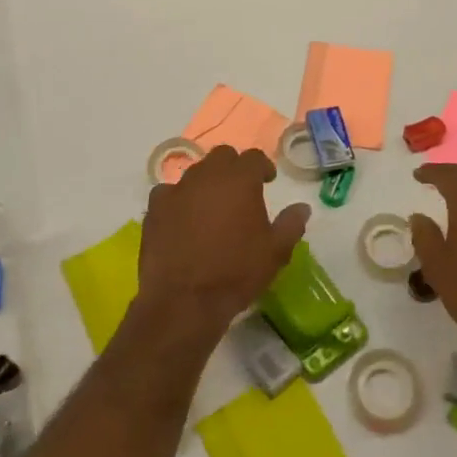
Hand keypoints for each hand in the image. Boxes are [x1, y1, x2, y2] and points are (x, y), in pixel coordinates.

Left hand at [138, 146, 308, 340]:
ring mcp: (177, 189)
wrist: (184, 300)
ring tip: (212, 206)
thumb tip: (302, 207)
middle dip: (234, 168)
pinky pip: (169, 192)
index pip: (254, 157)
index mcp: (240, 179)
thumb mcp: (275, 252)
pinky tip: (182, 218)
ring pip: (196, 172)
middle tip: (241, 190)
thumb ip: (291, 224)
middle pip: (222, 156)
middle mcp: (207, 175)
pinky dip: (178, 199)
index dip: (263, 167)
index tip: (267, 181)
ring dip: (207, 182)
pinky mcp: (155, 208)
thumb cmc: (236, 272)